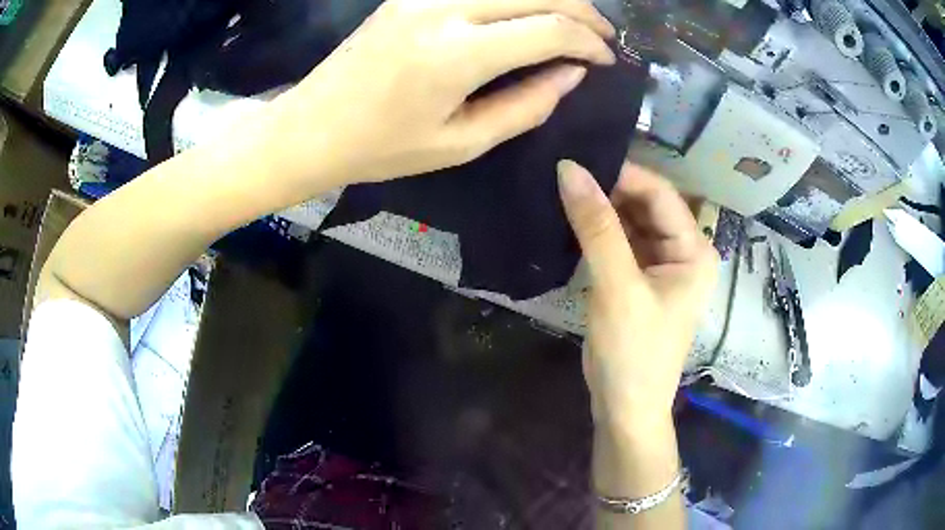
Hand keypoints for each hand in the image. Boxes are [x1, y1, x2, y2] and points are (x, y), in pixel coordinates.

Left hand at [267, 0, 616, 186]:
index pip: (549, 29)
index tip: (607, 60)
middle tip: (603, 37)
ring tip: (574, 24)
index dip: (589, 42)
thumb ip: (526, 106)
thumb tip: (572, 73)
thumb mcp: (462, 143)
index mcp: (456, 54)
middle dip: (583, 11)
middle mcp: (442, 9)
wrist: (311, 127)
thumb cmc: (382, 149)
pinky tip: (528, 14)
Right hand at [558, 160, 718, 429]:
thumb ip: (596, 227)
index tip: (576, 161)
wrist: (625, 407)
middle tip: (564, 173)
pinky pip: (619, 242)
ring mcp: (660, 265)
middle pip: (645, 205)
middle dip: (609, 189)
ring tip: (562, 189)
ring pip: (630, 221)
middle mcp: (683, 251)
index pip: (660, 194)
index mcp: (694, 250)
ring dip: (601, 208)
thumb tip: (568, 169)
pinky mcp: (638, 278)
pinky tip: (571, 218)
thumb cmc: (633, 352)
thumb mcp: (617, 287)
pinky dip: (597, 230)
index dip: (621, 174)